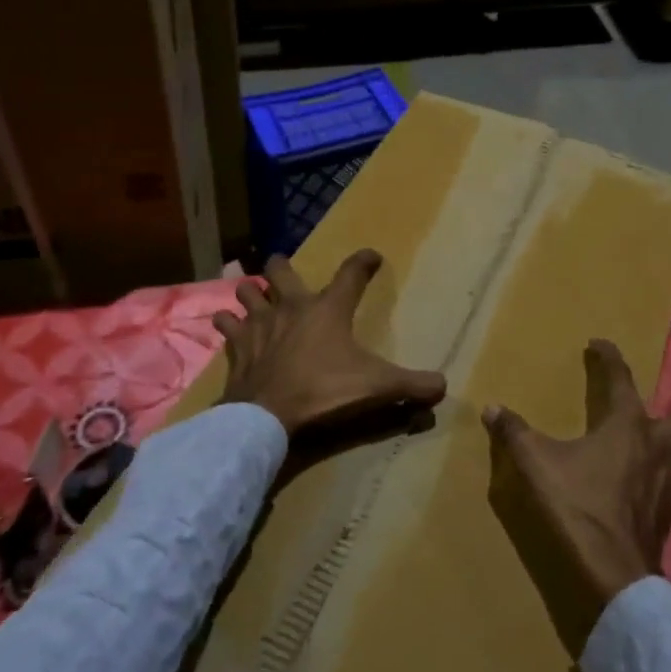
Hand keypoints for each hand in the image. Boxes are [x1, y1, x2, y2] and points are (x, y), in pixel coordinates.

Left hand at [213, 249, 446, 455]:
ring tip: (251, 292)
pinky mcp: (237, 346)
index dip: (363, 261)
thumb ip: (412, 386)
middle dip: (283, 266)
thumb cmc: (324, 392)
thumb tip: (444, 387)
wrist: (268, 415)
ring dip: (251, 291)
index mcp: (328, 309)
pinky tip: (226, 324)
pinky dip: (227, 324)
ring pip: (248, 292)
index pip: (351, 273)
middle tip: (284, 267)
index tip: (372, 256)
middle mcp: (292, 307)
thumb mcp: (377, 388)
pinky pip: (226, 325)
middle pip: (282, 271)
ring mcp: (259, 323)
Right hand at [483, 339, 670, 660]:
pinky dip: (662, 480)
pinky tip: (644, 489)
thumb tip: (492, 408)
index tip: (598, 344)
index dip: (609, 358)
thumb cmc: (575, 507)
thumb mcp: (535, 463)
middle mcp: (656, 449)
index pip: (621, 379)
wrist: (610, 575)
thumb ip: (514, 433)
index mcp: (627, 426)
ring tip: (654, 447)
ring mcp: (668, 486)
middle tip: (650, 410)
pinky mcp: (667, 517)